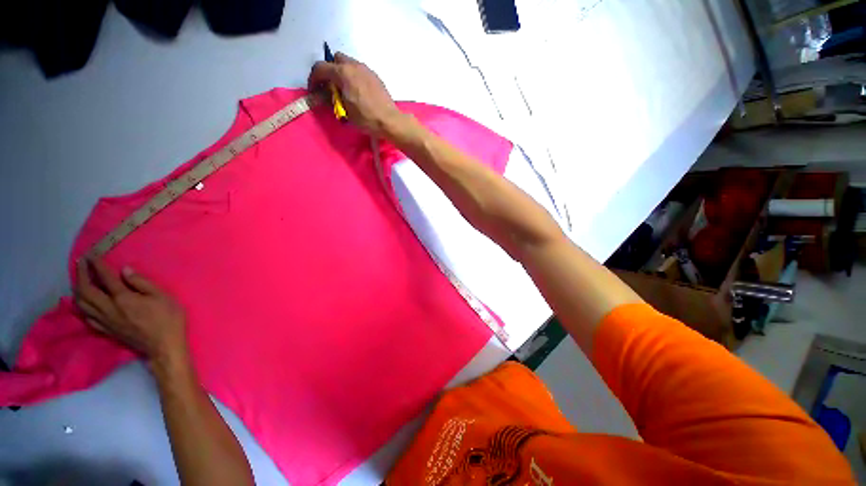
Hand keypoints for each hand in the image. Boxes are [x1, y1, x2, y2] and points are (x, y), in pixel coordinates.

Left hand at [74, 258, 186, 365]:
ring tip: (79, 279)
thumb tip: (125, 270)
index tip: (92, 254)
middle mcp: (108, 308)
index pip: (105, 278)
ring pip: (81, 304)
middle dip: (81, 274)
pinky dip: (81, 306)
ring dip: (77, 288)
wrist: (164, 346)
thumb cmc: (168, 319)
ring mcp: (105, 321)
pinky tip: (84, 302)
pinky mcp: (106, 330)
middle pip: (86, 290)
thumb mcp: (163, 297)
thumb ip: (143, 283)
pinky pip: (87, 316)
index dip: (97, 265)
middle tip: (81, 263)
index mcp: (123, 298)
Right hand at [308, 52, 404, 136]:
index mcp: (343, 73)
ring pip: (349, 63)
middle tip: (330, 86)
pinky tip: (357, 91)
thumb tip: (321, 95)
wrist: (390, 121)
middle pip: (336, 59)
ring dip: (343, 72)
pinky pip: (360, 71)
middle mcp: (354, 66)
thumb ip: (330, 98)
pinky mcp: (375, 76)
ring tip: (345, 89)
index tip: (313, 90)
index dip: (313, 79)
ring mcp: (366, 70)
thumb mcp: (344, 110)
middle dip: (330, 70)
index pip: (320, 68)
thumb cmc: (366, 117)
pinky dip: (354, 76)